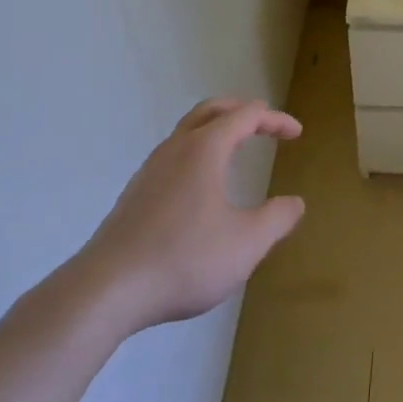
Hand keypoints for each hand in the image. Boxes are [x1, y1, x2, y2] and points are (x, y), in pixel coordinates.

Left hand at [78, 97, 304, 338]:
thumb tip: (295, 203)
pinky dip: (197, 153)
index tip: (296, 134)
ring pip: (187, 131)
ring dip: (216, 130)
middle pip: (212, 109)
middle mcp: (176, 148)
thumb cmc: (184, 259)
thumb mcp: (246, 244)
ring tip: (235, 149)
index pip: (247, 115)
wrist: (106, 291)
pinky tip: (200, 187)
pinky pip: (173, 156)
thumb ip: (276, 220)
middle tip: (264, 123)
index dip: (275, 120)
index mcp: (206, 148)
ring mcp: (150, 169)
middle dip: (242, 110)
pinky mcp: (134, 194)